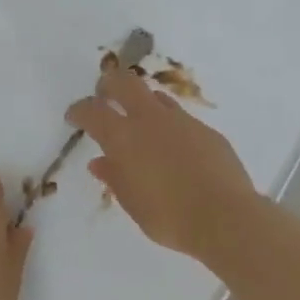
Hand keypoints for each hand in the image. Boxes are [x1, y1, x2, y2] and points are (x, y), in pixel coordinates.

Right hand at [66, 69, 260, 259]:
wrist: (225, 217)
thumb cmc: (169, 217)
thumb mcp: (132, 202)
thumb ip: (114, 177)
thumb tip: (100, 162)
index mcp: (124, 138)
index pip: (92, 111)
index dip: (79, 110)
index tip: (74, 116)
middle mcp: (151, 120)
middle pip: (124, 83)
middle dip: (109, 84)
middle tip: (104, 95)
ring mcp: (182, 122)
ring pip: (156, 97)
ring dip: (142, 103)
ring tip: (140, 123)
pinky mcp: (207, 131)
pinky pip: (181, 119)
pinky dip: (170, 127)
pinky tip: (175, 149)